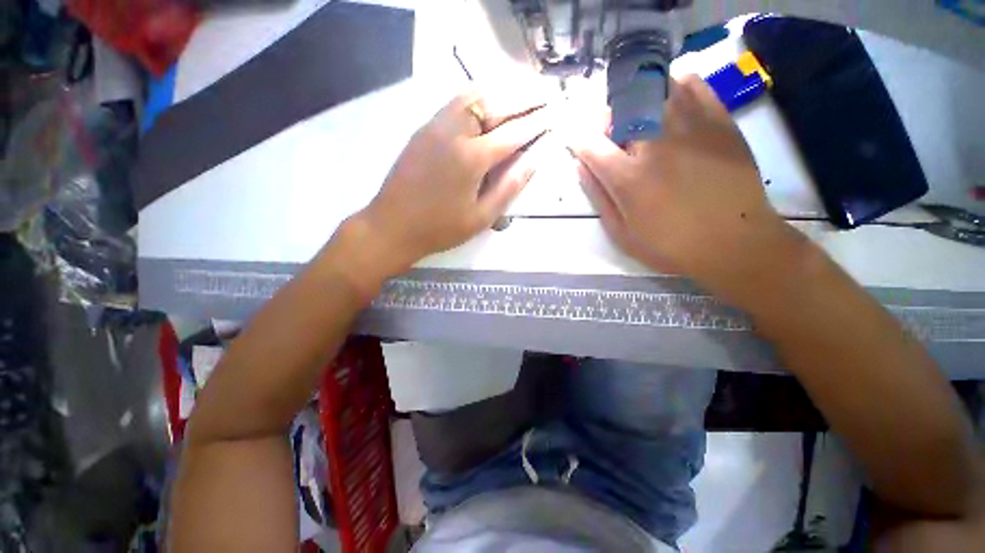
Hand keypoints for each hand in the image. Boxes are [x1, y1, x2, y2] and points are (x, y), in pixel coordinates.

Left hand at [356, 89, 552, 272]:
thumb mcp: (481, 216)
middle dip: (525, 97)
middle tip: (547, 93)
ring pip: (474, 95)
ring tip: (524, 91)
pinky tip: (489, 99)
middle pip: (496, 104)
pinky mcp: (424, 128)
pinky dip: (479, 95)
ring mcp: (436, 125)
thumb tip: (535, 160)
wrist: (392, 225)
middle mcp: (454, 132)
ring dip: (502, 91)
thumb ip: (509, 186)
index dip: (538, 123)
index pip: (513, 133)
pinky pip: (456, 102)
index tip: (556, 113)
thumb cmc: (440, 228)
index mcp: (471, 158)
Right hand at [566, 75, 801, 304]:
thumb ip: (598, 197)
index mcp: (629, 177)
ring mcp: (691, 126)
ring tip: (642, 124)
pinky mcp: (719, 120)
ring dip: (637, 102)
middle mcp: (656, 144)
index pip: (590, 144)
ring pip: (653, 88)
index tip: (576, 143)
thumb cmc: (670, 245)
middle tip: (614, 140)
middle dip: (607, 121)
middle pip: (620, 107)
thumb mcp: (622, 233)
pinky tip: (671, 109)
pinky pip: (691, 84)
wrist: (735, 243)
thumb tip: (579, 166)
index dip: (577, 140)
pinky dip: (673, 89)